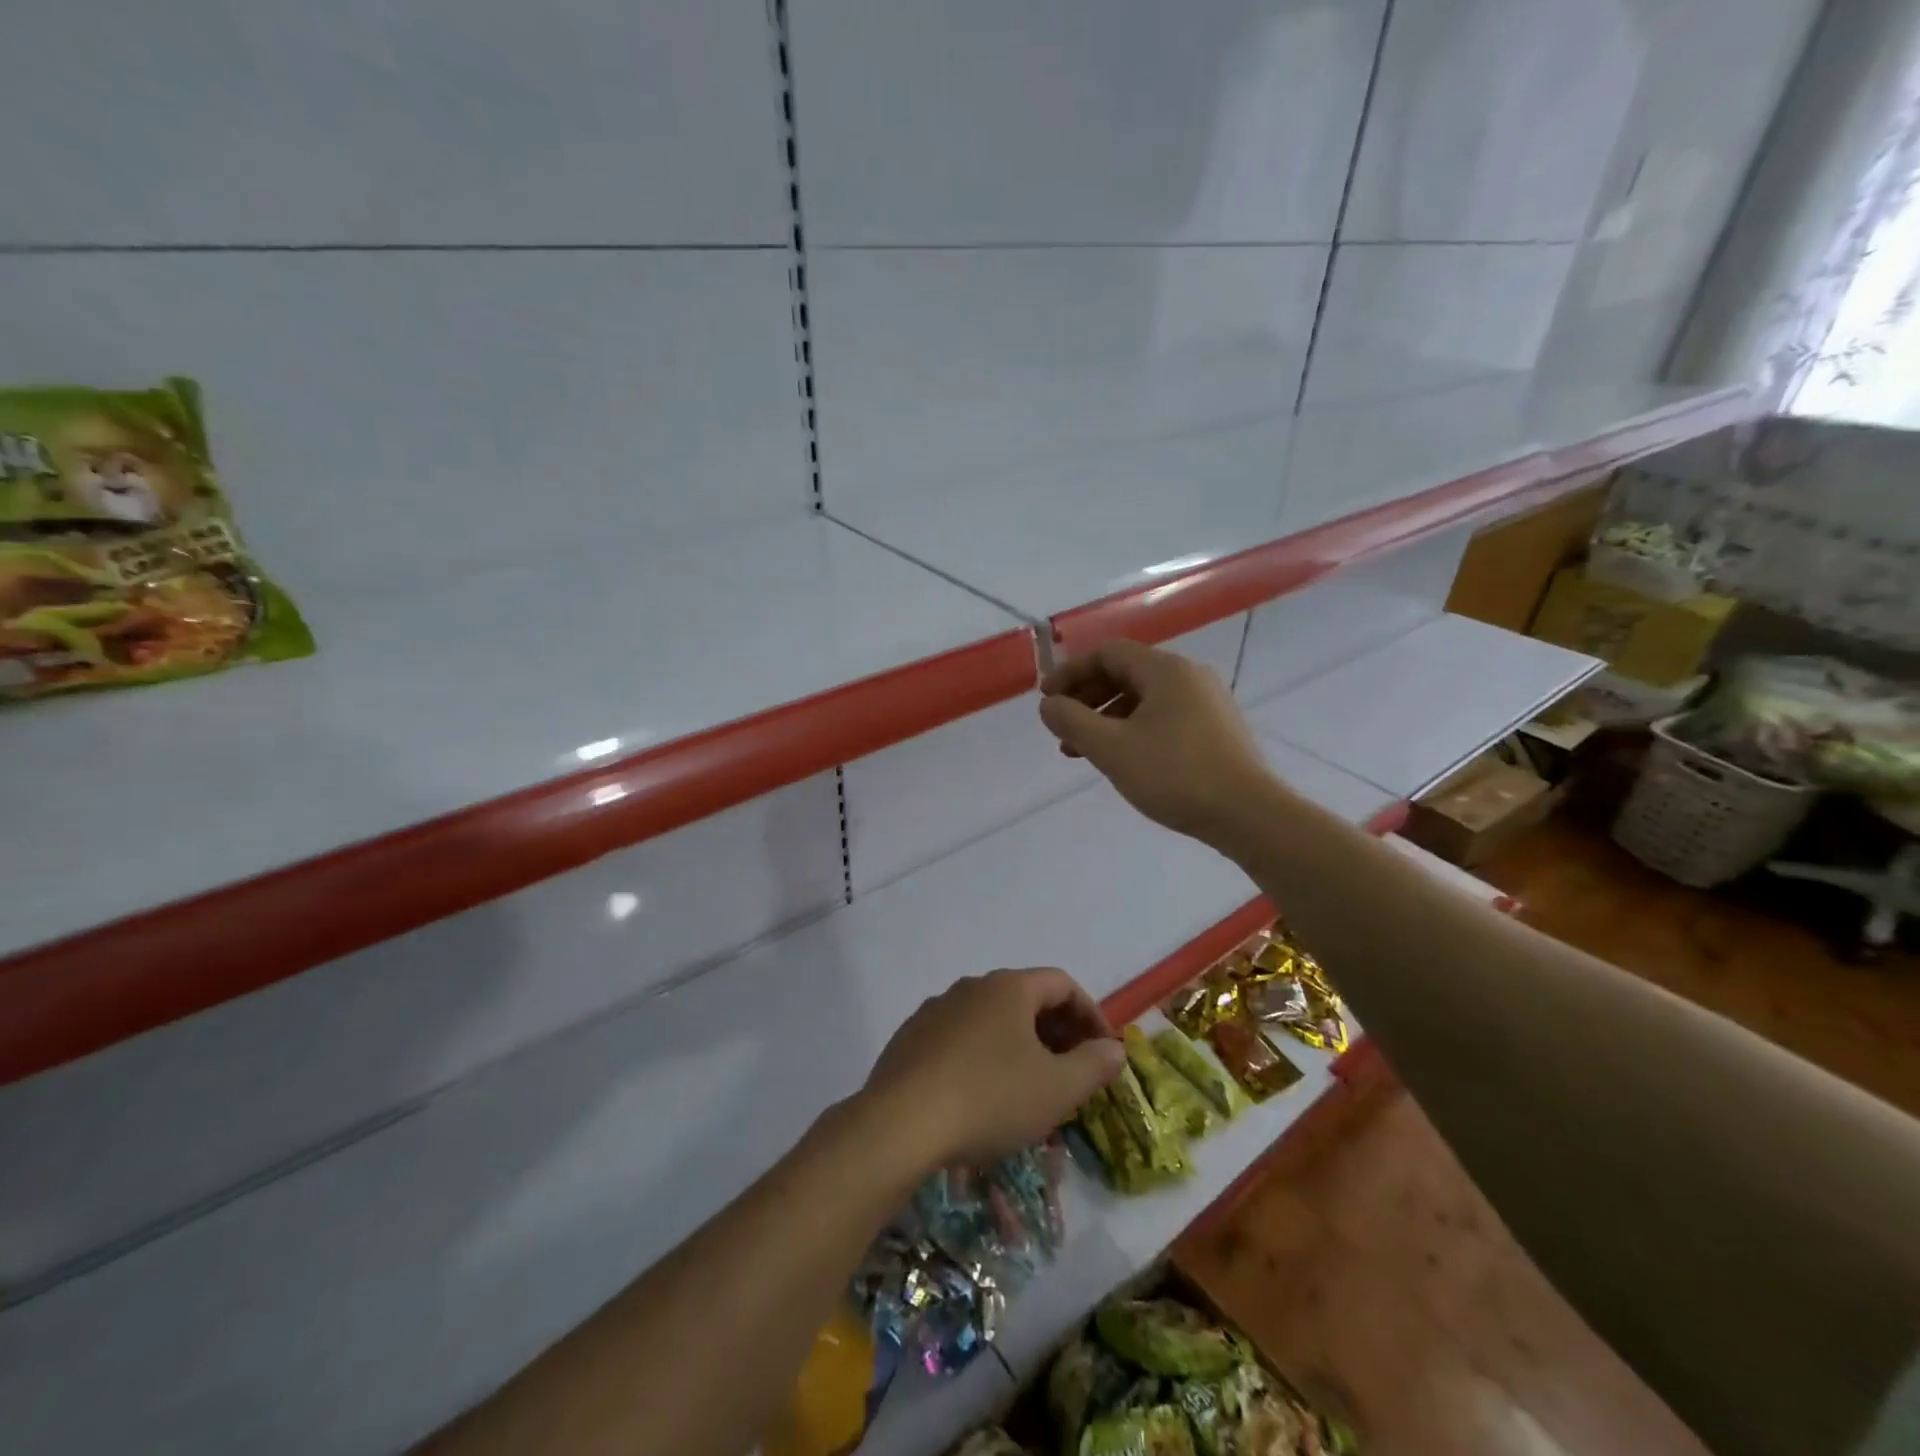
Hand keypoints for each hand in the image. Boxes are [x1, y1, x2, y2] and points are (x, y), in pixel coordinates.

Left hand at [862, 968, 1124, 1168]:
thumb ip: (1093, 1064)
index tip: (1103, 1053)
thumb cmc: (990, 1098)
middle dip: (1056, 1034)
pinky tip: (982, 1099)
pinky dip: (983, 1059)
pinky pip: (960, 1040)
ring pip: (991, 1022)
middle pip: (1026, 1000)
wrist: (900, 1124)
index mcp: (1008, 987)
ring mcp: (935, 1010)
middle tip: (1072, 1075)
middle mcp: (971, 987)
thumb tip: (1113, 1048)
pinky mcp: (910, 1039)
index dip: (1090, 1015)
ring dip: (1019, 1049)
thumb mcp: (1056, 1088)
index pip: (1062, 984)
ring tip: (1030, 1092)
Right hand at [1038, 639, 1277, 844]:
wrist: (1249, 814)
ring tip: (1084, 752)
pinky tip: (1124, 760)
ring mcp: (1208, 703)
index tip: (1047, 700)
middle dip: (1087, 698)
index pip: (1108, 653)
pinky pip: (1164, 717)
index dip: (1071, 672)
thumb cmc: (1175, 775)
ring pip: (1145, 699)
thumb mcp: (1111, 748)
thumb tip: (1049, 705)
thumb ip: (1072, 721)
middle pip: (1126, 673)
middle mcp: (1190, 676)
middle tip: (1063, 728)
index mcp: (1166, 670)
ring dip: (1108, 718)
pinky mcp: (1217, 730)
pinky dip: (1134, 729)